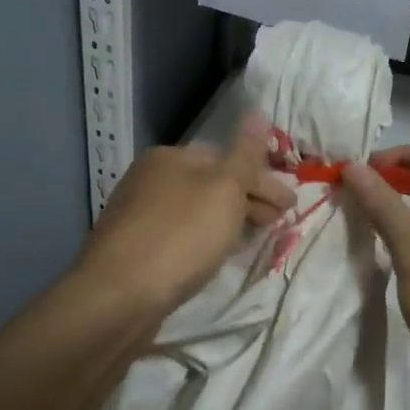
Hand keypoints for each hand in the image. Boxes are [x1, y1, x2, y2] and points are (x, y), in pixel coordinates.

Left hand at [73, 113, 294, 316]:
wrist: (118, 296)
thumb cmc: (179, 237)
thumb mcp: (223, 190)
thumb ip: (245, 154)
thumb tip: (257, 112)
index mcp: (170, 157)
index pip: (228, 158)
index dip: (263, 180)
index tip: (291, 206)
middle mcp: (150, 178)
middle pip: (211, 183)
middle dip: (248, 200)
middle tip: (278, 224)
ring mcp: (138, 213)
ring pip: (196, 210)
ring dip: (228, 221)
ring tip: (252, 241)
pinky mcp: (133, 247)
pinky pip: (181, 234)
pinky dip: (204, 239)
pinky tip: (215, 256)